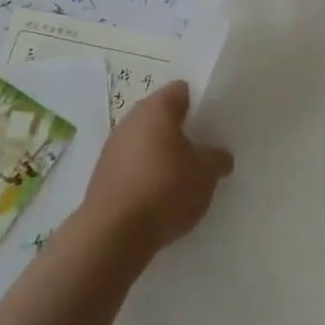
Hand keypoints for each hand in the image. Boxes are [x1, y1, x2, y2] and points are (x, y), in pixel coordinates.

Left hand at [80, 81, 233, 256]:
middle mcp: (131, 119)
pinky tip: (158, 196)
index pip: (182, 90)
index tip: (212, 123)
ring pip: (145, 140)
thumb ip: (217, 158)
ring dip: (161, 153)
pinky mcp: (102, 173)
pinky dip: (145, 172)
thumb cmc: (164, 190)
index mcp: (156, 109)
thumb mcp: (205, 175)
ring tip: (182, 177)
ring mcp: (112, 146)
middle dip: (181, 130)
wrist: (112, 234)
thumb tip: (221, 155)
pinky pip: (131, 163)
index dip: (200, 103)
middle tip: (202, 151)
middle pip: (161, 115)